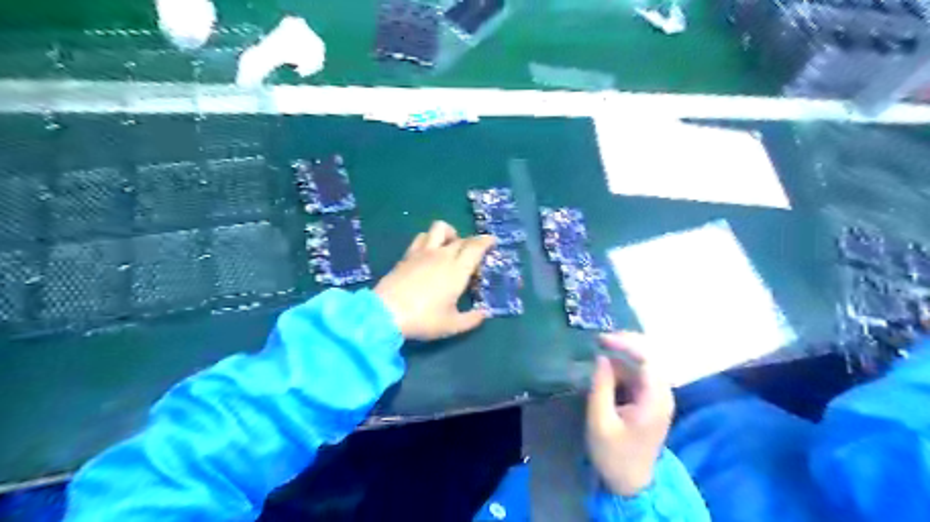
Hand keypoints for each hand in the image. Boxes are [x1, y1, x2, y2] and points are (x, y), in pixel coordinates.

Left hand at [375, 220, 497, 340]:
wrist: (385, 313)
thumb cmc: (423, 319)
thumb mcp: (452, 325)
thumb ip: (471, 319)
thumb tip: (484, 314)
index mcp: (457, 270)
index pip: (475, 247)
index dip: (486, 241)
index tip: (492, 241)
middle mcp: (442, 255)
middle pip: (461, 239)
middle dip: (471, 242)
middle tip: (474, 256)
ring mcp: (422, 252)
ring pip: (439, 228)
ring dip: (449, 233)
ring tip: (450, 246)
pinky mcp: (407, 255)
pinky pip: (422, 237)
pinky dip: (430, 240)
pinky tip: (429, 254)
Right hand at [588, 332, 677, 494]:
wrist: (630, 484)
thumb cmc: (614, 455)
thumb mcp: (600, 422)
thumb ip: (601, 387)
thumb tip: (601, 357)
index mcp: (655, 401)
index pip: (648, 360)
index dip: (626, 344)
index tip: (601, 340)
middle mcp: (662, 394)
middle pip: (650, 357)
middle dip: (626, 343)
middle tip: (599, 339)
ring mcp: (657, 397)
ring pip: (644, 363)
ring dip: (623, 354)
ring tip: (599, 348)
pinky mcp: (649, 400)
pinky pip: (638, 374)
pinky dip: (622, 366)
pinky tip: (606, 366)